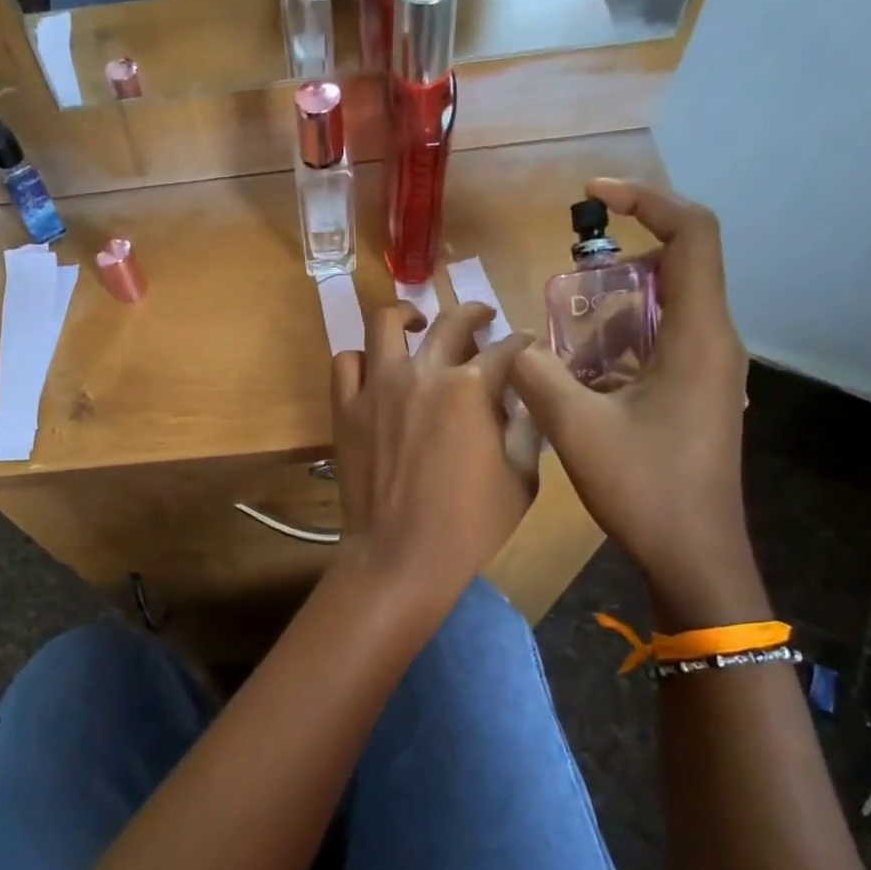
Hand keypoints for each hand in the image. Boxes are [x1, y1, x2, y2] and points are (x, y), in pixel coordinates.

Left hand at [332, 300, 535, 603]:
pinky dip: (362, 358)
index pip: (506, 350)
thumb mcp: (521, 480)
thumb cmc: (469, 525)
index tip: (525, 345)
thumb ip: (525, 430)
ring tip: (417, 323)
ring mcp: (378, 388)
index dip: (522, 344)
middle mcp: (423, 374)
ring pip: (385, 324)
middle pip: (451, 323)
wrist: (400, 555)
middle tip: (483, 320)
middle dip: (475, 313)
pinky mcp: (345, 409)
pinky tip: (375, 367)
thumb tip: (524, 402)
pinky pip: (346, 363)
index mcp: (472, 389)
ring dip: (407, 315)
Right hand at [509, 179, 754, 616]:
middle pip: (674, 269)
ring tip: (561, 345)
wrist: (694, 557)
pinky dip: (614, 350)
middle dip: (614, 269)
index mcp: (699, 336)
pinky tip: (576, 383)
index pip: (692, 235)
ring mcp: (706, 373)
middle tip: (562, 289)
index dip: (647, 200)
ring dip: (609, 317)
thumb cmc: (646, 490)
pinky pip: (654, 349)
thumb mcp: (578, 429)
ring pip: (659, 314)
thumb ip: (537, 374)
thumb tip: (514, 344)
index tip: (594, 196)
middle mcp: (713, 343)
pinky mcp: (693, 397)